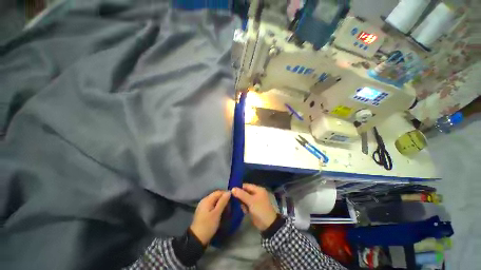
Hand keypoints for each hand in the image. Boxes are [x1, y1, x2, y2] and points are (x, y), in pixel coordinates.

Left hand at [190, 190, 230, 245]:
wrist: (196, 240)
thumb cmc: (207, 225)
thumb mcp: (217, 213)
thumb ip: (223, 202)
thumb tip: (229, 192)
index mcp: (207, 199)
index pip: (219, 192)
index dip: (226, 194)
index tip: (233, 200)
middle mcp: (204, 200)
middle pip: (216, 196)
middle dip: (224, 199)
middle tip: (231, 206)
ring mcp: (203, 206)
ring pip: (215, 201)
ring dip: (221, 204)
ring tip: (227, 210)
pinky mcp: (204, 211)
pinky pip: (212, 205)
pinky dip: (218, 207)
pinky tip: (221, 212)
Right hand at [232, 184, 276, 230]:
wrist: (268, 225)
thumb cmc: (260, 210)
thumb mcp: (251, 201)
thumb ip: (241, 194)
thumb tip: (232, 189)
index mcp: (258, 189)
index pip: (246, 186)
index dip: (239, 188)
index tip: (231, 191)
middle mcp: (257, 193)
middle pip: (245, 192)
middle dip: (240, 196)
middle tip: (234, 200)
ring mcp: (255, 201)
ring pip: (245, 198)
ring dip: (242, 202)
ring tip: (243, 207)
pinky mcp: (253, 207)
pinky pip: (246, 204)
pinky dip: (245, 207)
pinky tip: (245, 211)